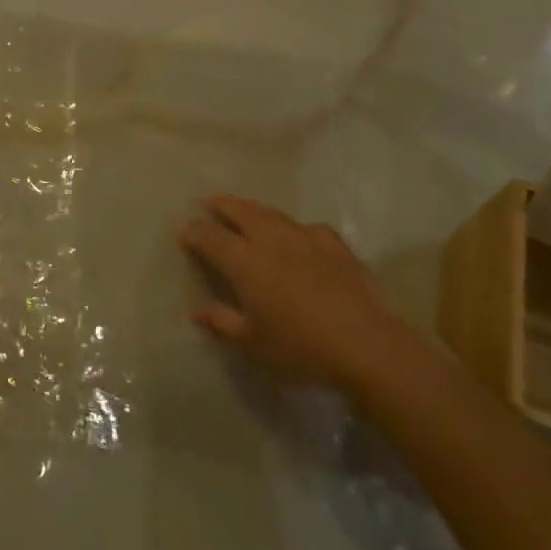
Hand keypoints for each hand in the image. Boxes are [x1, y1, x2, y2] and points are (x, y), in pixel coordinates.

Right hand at [178, 195, 409, 391]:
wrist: (367, 344)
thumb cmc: (301, 348)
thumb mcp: (254, 343)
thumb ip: (223, 322)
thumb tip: (196, 310)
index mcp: (246, 261)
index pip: (212, 238)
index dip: (195, 232)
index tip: (183, 230)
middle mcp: (271, 239)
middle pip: (240, 211)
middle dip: (221, 204)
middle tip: (209, 201)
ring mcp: (305, 236)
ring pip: (271, 213)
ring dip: (252, 208)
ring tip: (244, 208)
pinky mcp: (334, 243)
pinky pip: (306, 227)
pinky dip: (292, 227)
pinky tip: (297, 236)